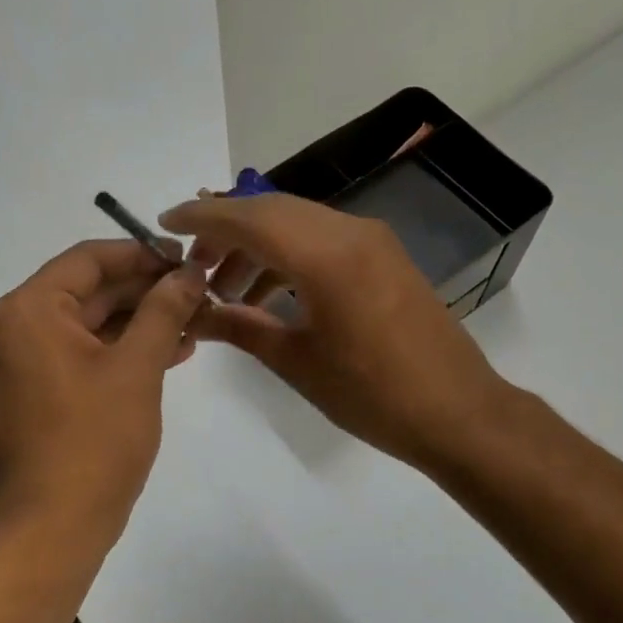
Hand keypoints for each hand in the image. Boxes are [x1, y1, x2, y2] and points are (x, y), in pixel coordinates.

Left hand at [0, 240, 206, 549]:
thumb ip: (164, 310)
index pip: (90, 259)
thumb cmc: (95, 439)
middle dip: (146, 292)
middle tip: (199, 294)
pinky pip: (82, 355)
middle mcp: (16, 328)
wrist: (54, 525)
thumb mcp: (138, 367)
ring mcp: (23, 363)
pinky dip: (121, 351)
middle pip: (89, 291)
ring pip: (90, 325)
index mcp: (30, 310)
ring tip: (194, 325)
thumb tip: (190, 273)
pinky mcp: (36, 393)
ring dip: (140, 322)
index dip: (143, 254)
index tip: (188, 260)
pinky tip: (169, 353)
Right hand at [158, 194, 508, 467]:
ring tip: (226, 288)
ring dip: (258, 244)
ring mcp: (373, 241)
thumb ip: (242, 328)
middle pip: (273, 210)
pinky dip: (289, 255)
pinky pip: (324, 239)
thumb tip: (196, 313)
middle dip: (226, 230)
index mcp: (326, 256)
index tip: (163, 224)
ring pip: (299, 222)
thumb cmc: (373, 395)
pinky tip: (269, 292)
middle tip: (193, 264)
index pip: (249, 217)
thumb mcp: (298, 362)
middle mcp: (351, 232)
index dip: (202, 218)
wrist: (458, 412)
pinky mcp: (385, 257)